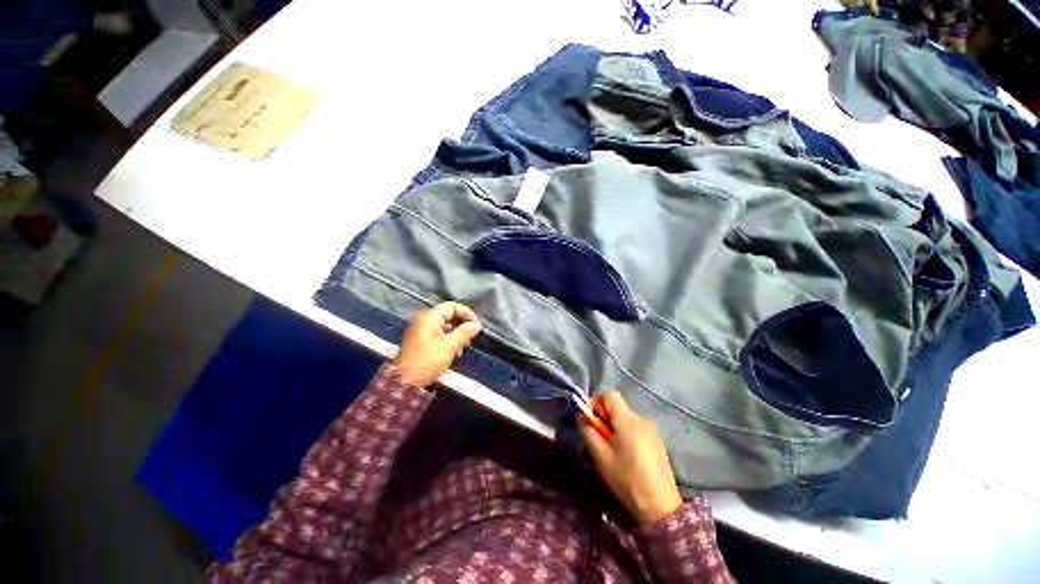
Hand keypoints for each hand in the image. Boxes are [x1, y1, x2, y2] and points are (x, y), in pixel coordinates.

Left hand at [392, 302, 481, 388]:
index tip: (476, 325)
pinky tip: (455, 352)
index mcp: (429, 317)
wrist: (404, 382)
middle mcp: (424, 320)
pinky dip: (449, 340)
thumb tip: (477, 325)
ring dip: (457, 334)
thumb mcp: (449, 346)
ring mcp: (421, 331)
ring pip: (445, 326)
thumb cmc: (427, 361)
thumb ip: (465, 333)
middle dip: (462, 325)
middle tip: (472, 337)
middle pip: (448, 316)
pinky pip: (439, 335)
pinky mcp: (421, 341)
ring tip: (464, 346)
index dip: (466, 313)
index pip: (452, 306)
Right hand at [579, 390, 683, 525]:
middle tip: (596, 437)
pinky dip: (626, 434)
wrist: (661, 507)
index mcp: (627, 419)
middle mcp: (641, 419)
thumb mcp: (600, 455)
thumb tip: (581, 415)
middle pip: (618, 407)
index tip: (588, 417)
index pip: (609, 394)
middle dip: (604, 416)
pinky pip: (636, 429)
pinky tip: (626, 456)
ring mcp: (652, 431)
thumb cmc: (626, 479)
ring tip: (610, 449)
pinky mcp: (657, 442)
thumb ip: (588, 431)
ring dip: (614, 426)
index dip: (595, 400)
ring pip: (627, 418)